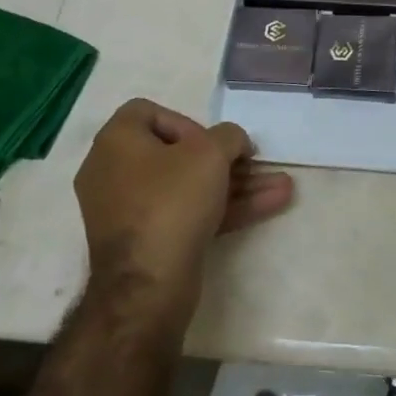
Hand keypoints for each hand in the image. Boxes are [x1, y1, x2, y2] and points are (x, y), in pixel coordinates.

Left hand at [74, 99, 293, 316]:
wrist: (147, 283)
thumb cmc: (172, 201)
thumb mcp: (210, 153)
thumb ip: (229, 136)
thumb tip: (233, 142)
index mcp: (116, 142)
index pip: (148, 112)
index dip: (187, 121)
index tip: (212, 142)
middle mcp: (114, 172)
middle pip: (177, 154)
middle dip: (226, 160)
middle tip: (254, 165)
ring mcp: (129, 211)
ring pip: (188, 187)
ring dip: (236, 185)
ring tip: (282, 186)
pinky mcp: (147, 241)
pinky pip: (186, 213)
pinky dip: (223, 208)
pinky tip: (270, 206)